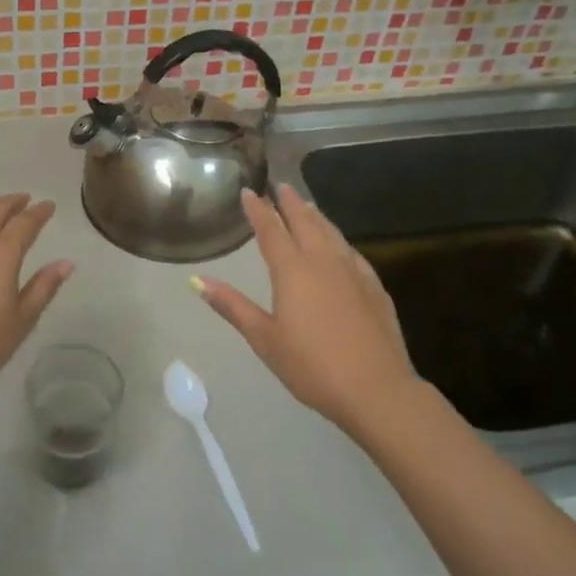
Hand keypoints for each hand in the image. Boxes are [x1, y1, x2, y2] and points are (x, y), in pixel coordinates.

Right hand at [193, 184, 416, 436]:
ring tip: (307, 205)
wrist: (376, 389)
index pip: (271, 230)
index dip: (258, 209)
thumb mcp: (264, 339)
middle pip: (304, 221)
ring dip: (316, 216)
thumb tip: (198, 282)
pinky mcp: (374, 287)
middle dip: (290, 202)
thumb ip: (233, 306)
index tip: (248, 191)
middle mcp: (323, 261)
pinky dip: (338, 239)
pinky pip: (351, 252)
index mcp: (292, 270)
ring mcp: (353, 272)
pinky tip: (339, 245)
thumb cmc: (311, 366)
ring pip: (331, 232)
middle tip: (280, 186)